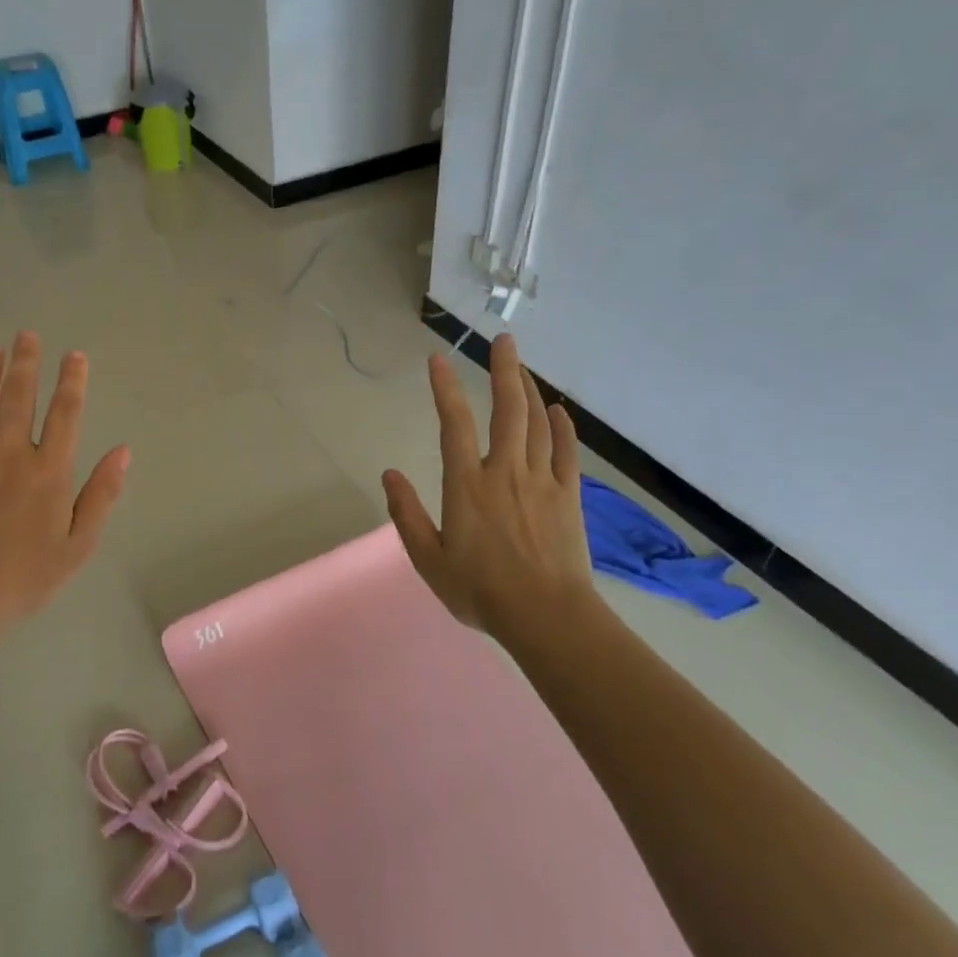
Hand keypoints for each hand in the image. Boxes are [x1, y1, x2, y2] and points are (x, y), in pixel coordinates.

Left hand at [0, 332, 129, 640]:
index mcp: (50, 469)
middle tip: (26, 335)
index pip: (65, 411)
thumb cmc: (26, 576)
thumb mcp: (79, 544)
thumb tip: (122, 451)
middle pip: (19, 394)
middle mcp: (11, 451)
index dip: (72, 380)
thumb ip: (101, 494)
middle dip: (26, 361)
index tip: (74, 355)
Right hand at [382, 334, 596, 640]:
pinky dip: (562, 427)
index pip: (454, 424)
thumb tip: (389, 475)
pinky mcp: (568, 496)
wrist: (546, 617)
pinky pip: (567, 452)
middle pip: (506, 410)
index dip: (445, 389)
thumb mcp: (428, 559)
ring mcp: (541, 481)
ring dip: (529, 390)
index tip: (438, 360)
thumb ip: (406, 514)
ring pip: (537, 424)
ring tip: (522, 366)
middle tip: (504, 339)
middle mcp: (505, 472)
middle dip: (503, 370)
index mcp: (467, 485)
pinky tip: (558, 410)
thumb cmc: (480, 591)